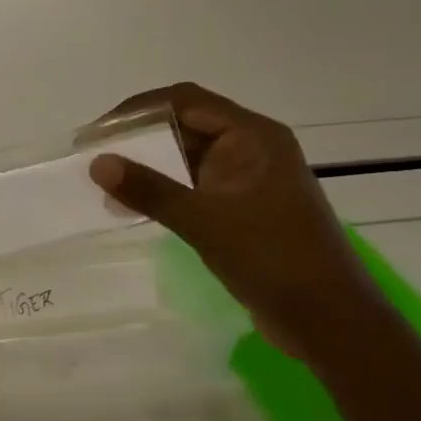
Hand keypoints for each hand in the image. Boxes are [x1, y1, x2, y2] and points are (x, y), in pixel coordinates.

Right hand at [86, 82, 379, 356]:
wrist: (327, 319)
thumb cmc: (271, 258)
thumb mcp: (203, 221)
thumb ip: (149, 189)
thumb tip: (97, 163)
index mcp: (253, 136)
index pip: (184, 101)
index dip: (136, 111)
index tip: (96, 134)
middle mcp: (251, 148)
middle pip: (185, 124)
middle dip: (137, 137)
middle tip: (92, 156)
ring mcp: (248, 179)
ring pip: (186, 156)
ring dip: (147, 165)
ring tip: (105, 182)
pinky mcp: (242, 207)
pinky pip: (194, 185)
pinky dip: (163, 189)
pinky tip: (133, 206)